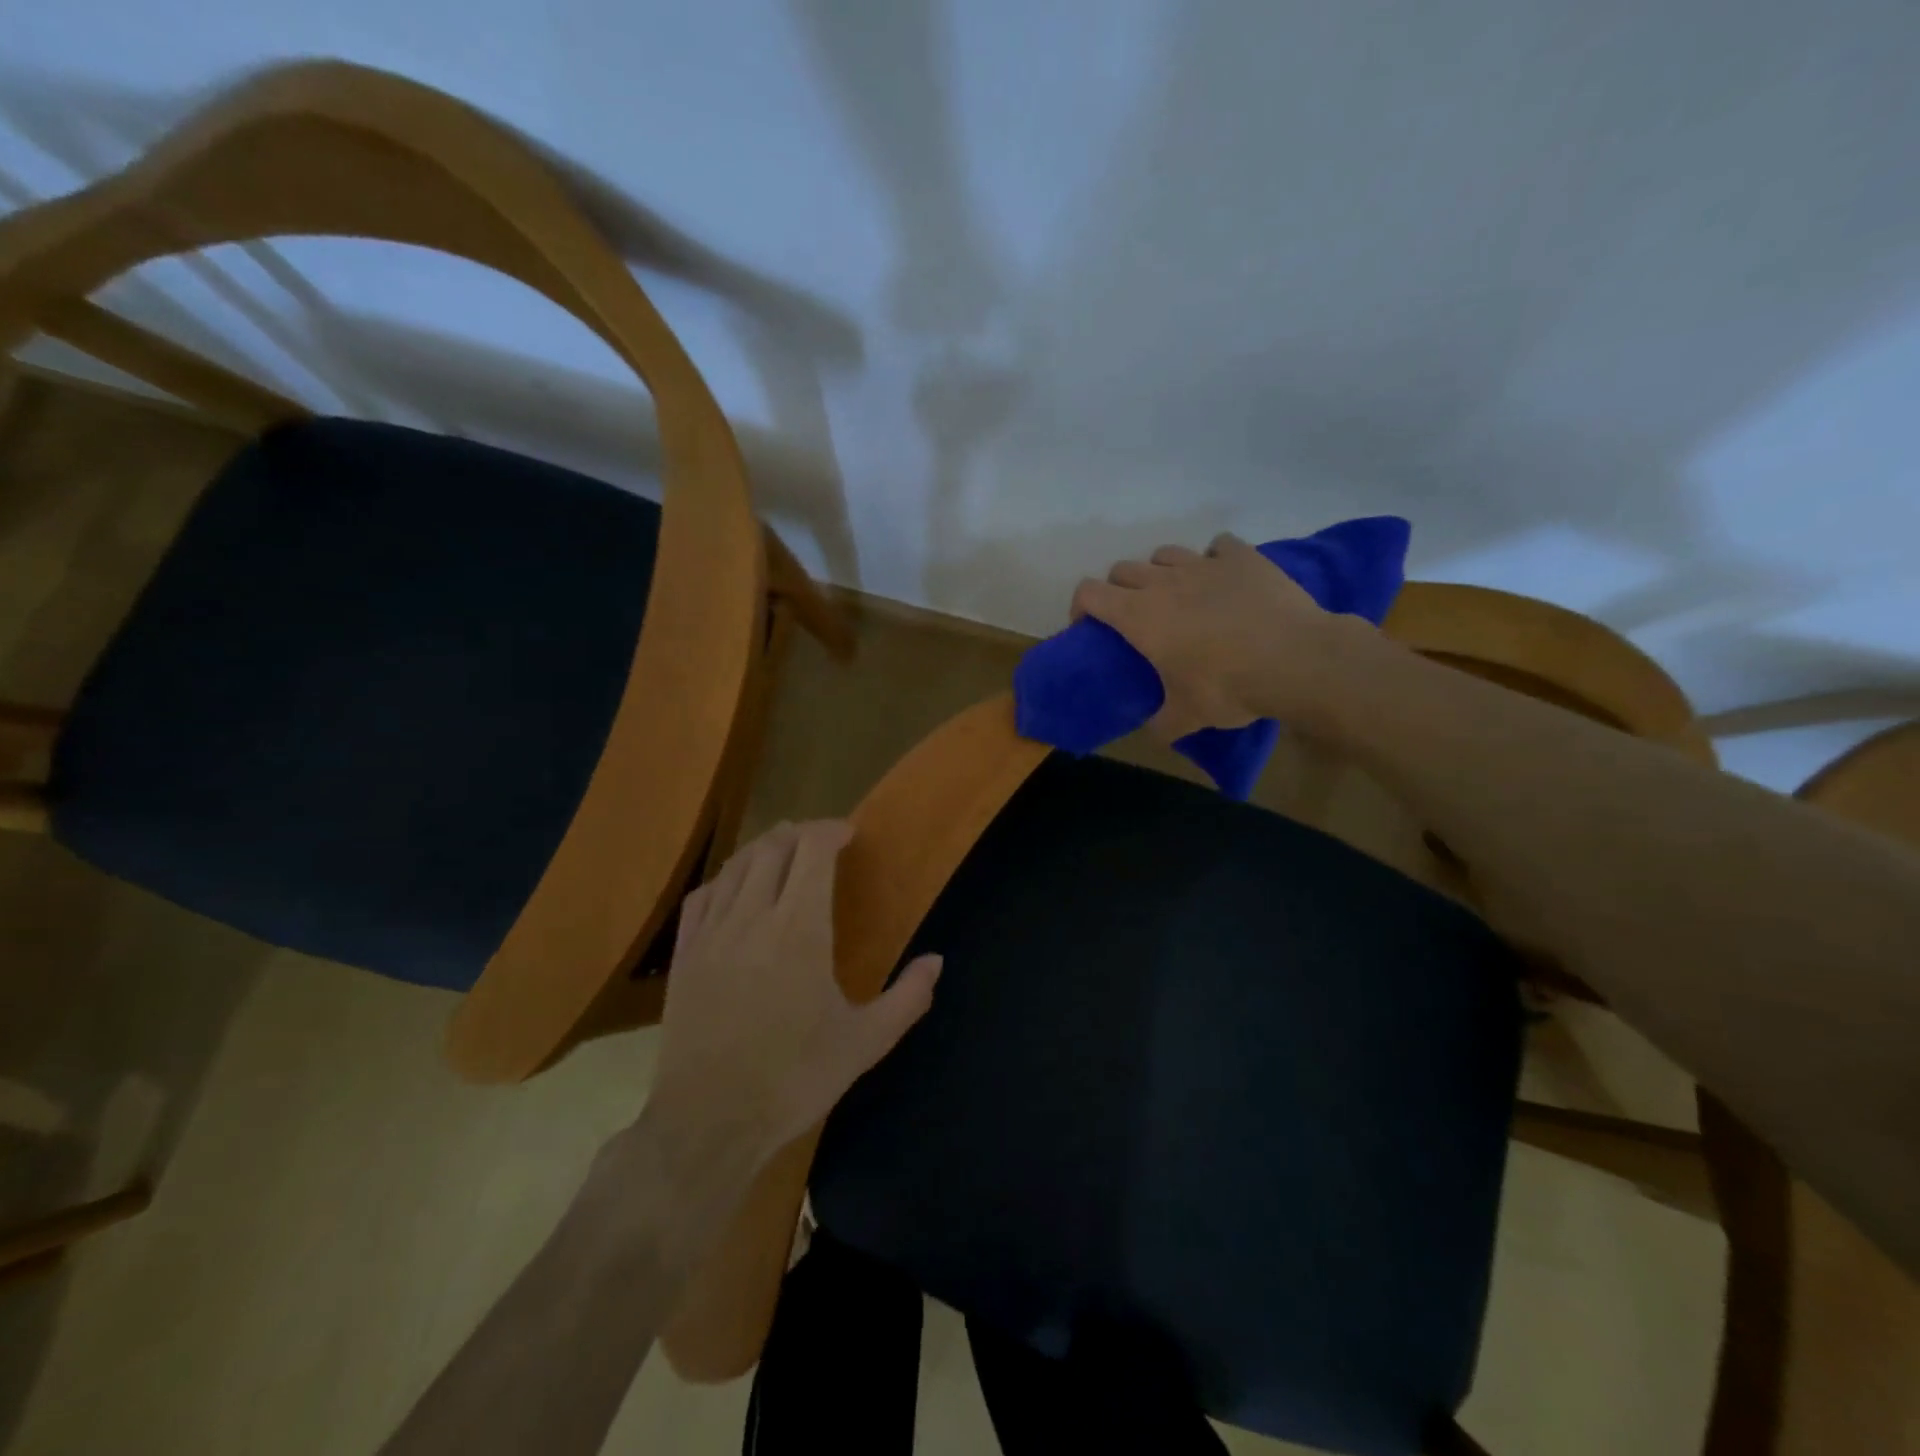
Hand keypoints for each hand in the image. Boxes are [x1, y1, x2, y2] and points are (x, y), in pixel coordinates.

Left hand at [649, 820, 940, 1161]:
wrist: (709, 1122)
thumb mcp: (865, 1043)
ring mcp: (712, 934)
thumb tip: (936, 960)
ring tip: (784, 853)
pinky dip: (725, 878)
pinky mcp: (685, 955)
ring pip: (736, 865)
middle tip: (821, 842)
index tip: (848, 833)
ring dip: (764, 849)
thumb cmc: (794, 1079)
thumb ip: (907, 997)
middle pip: (773, 847)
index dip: (830, 830)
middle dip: (800, 834)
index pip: (812, 851)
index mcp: (800, 929)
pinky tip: (735, 887)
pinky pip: (702, 895)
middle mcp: (753, 917)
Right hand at [1070, 532, 1360, 738]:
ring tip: (1177, 595)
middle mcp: (1164, 582)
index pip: (1089, 593)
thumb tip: (1156, 732)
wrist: (1296, 659)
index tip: (1089, 627)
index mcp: (1138, 616)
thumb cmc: (1228, 686)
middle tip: (1134, 617)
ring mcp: (1204, 564)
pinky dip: (1213, 558)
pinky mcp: (1243, 557)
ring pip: (1165, 553)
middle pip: (1123, 569)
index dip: (1081, 607)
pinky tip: (1223, 578)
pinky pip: (1217, 545)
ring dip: (1161, 571)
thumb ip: (1163, 723)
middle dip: (1119, 590)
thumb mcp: (1188, 717)